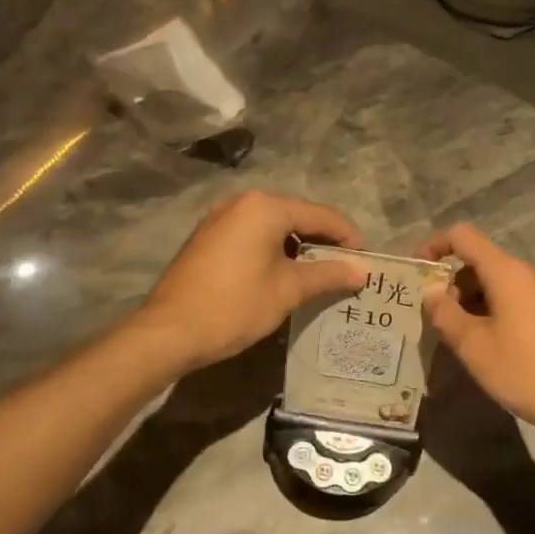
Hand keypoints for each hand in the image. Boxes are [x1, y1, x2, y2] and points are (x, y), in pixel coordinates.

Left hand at [141, 191, 366, 370]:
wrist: (169, 331)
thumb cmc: (235, 305)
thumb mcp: (288, 290)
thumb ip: (327, 274)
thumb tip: (361, 271)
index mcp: (266, 207)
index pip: (320, 216)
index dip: (347, 237)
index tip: (365, 261)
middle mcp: (242, 202)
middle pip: (296, 216)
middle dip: (322, 241)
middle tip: (344, 268)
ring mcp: (220, 218)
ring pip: (272, 226)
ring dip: (296, 246)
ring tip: (317, 274)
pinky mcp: (207, 237)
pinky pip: (251, 235)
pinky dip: (272, 249)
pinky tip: (281, 274)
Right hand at [418, 224, 534, 457]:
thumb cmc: (528, 371)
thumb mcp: (474, 347)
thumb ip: (445, 314)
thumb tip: (431, 292)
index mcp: (508, 271)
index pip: (463, 236)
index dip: (434, 245)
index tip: (415, 272)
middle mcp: (530, 272)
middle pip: (480, 261)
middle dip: (452, 283)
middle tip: (434, 319)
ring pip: (499, 283)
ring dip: (473, 301)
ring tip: (460, 338)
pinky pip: (517, 299)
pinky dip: (495, 311)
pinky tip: (491, 346)